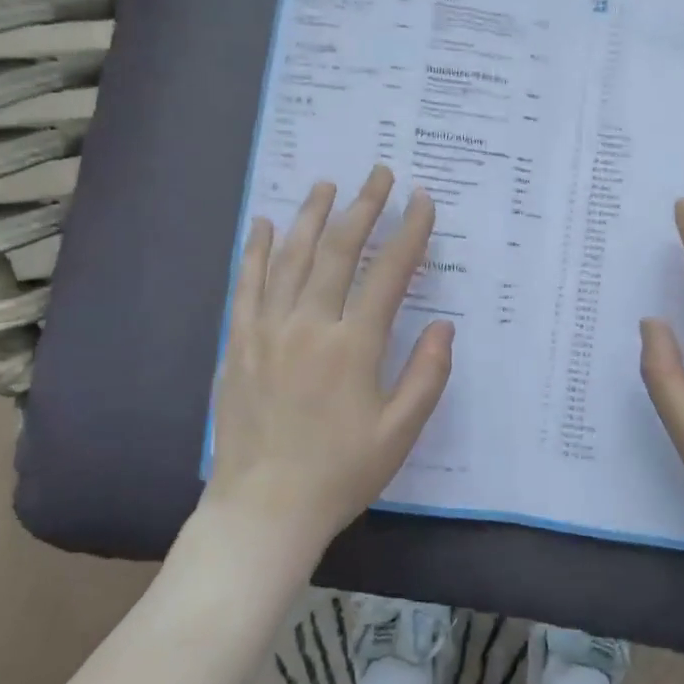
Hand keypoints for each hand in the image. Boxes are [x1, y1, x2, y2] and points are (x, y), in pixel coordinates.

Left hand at [203, 167, 453, 564]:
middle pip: (338, 251)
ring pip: (291, 258)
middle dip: (363, 207)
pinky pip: (247, 285)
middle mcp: (310, 326)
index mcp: (354, 347)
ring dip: (311, 216)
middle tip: (378, 173)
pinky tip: (264, 224)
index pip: (389, 274)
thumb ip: (426, 375)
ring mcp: (268, 331)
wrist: (263, 509)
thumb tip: (445, 326)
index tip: (421, 200)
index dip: (409, 232)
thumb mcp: (399, 432)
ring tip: (327, 184)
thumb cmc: (340, 473)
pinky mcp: (239, 343)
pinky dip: (257, 251)